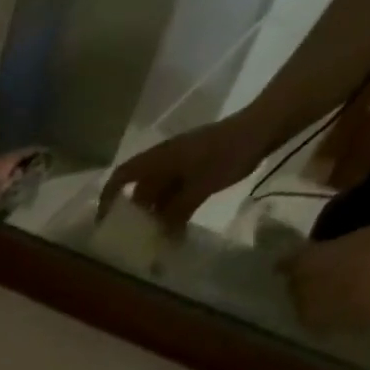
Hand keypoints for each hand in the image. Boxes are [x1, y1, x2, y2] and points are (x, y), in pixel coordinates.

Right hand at [99, 113, 272, 231]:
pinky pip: (175, 197)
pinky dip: (172, 214)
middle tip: (133, 243)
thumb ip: (176, 213)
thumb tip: (160, 238)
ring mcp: (180, 167)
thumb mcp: (200, 186)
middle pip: (138, 193)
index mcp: (158, 160)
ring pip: (157, 197)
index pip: (121, 178)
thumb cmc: (228, 152)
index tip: (104, 223)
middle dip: (134, 218)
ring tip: (155, 243)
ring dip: (155, 219)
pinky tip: (176, 233)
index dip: (108, 198)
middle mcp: (163, 163)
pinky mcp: (194, 172)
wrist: (264, 127)